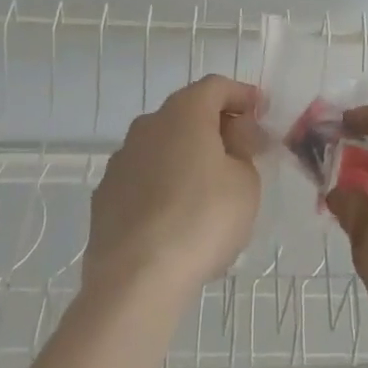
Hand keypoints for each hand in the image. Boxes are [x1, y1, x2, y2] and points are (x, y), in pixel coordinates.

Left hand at [83, 75, 262, 303]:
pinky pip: (144, 178)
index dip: (242, 95)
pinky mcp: (105, 197)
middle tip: (242, 151)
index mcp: (185, 111)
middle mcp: (149, 124)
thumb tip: (233, 141)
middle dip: (216, 126)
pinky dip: (163, 185)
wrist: (135, 281)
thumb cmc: (202, 219)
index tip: (262, 111)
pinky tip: (177, 215)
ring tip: (210, 189)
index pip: (217, 86)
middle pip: (188, 113)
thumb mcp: (246, 183)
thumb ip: (243, 152)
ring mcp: (122, 160)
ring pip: (163, 146)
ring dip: (187, 156)